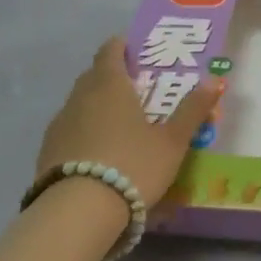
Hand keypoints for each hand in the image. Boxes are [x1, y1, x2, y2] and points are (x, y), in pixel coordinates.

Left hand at [36, 37, 222, 209]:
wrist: (78, 213)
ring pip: (79, 103)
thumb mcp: (172, 140)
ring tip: (120, 123)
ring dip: (97, 106)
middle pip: (93, 76)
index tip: (135, 49)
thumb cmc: (133, 165)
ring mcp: (59, 125)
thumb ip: (192, 110)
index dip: (121, 47)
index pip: (110, 52)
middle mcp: (80, 97)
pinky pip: (70, 130)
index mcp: (110, 85)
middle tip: (136, 87)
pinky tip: (99, 151)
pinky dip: (84, 131)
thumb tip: (214, 80)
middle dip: (112, 76)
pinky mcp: (46, 152)